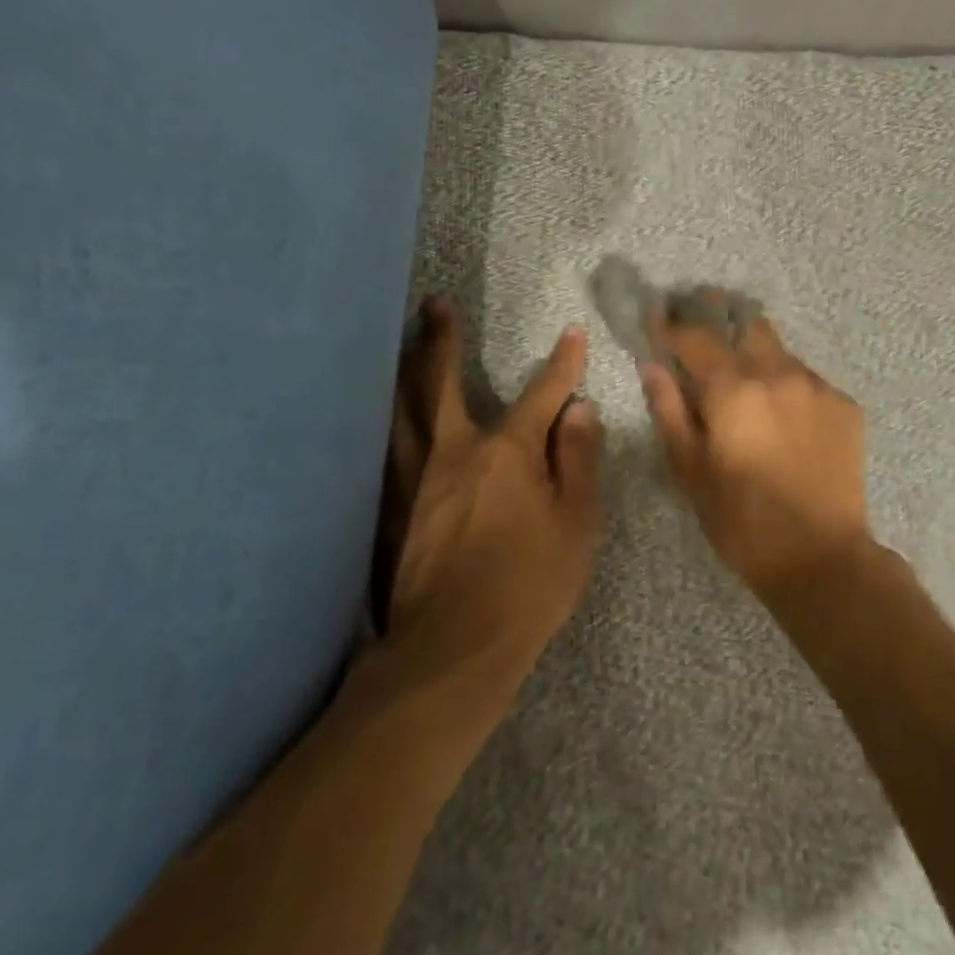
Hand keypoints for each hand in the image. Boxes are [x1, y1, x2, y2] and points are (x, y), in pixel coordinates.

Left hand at [374, 300, 603, 698]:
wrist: (454, 649)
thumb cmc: (530, 585)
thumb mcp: (577, 525)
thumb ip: (579, 461)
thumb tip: (580, 410)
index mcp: (506, 453)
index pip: (541, 395)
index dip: (561, 364)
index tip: (572, 334)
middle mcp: (453, 452)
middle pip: (440, 383)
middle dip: (441, 340)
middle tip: (434, 305)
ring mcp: (412, 479)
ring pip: (399, 410)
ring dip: (402, 370)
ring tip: (398, 343)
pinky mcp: (387, 509)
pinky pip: (379, 451)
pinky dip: (380, 424)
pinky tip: (375, 417)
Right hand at [639, 302, 870, 597]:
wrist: (822, 559)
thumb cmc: (742, 520)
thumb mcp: (690, 471)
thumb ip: (669, 410)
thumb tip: (653, 366)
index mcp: (734, 388)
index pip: (696, 336)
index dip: (671, 324)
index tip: (658, 315)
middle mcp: (778, 373)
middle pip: (746, 324)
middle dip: (720, 318)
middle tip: (703, 330)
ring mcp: (817, 386)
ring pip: (779, 350)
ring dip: (756, 354)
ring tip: (746, 380)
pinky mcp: (845, 405)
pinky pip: (807, 379)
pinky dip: (787, 385)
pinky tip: (784, 415)